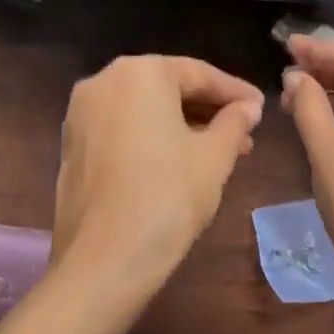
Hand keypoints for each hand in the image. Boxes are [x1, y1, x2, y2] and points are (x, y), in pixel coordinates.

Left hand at [53, 55, 264, 291]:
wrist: (102, 261)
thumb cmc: (167, 196)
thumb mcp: (214, 157)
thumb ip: (234, 123)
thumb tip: (248, 108)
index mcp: (140, 72)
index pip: (198, 73)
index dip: (235, 92)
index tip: (261, 108)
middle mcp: (103, 81)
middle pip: (168, 88)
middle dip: (209, 110)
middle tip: (246, 132)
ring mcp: (81, 114)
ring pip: (144, 110)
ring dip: (183, 125)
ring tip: (222, 152)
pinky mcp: (72, 145)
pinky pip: (123, 129)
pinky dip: (153, 138)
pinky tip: (181, 162)